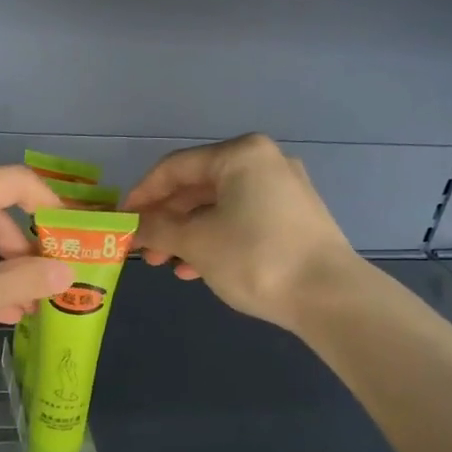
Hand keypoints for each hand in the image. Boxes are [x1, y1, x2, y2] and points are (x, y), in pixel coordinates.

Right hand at [125, 133, 360, 329]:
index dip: (142, 194)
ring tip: (166, 264)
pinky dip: (215, 239)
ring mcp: (284, 191)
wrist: (329, 296)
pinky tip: (197, 269)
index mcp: (240, 155)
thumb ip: (156, 229)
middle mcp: (264, 163)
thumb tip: (130, 226)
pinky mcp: (295, 219)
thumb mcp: (195, 242)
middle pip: (197, 187)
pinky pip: (241, 221)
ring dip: (186, 234)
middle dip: (165, 219)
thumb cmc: (255, 257)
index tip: (122, 221)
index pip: (174, 168)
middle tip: (143, 249)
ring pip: (218, 207)